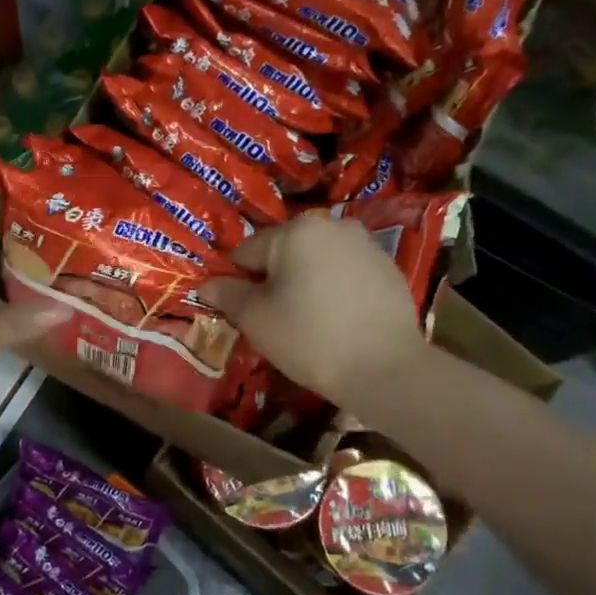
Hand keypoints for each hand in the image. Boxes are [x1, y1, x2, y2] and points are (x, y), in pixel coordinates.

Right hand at [200, 211, 428, 405]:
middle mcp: (332, 226)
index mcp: (295, 230)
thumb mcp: (256, 318)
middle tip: (275, 320)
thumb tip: (206, 284)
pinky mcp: (389, 268)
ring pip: (317, 262)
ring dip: (306, 283)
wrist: (385, 368)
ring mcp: (366, 245)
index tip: (244, 313)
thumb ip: (227, 294)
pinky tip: (339, 322)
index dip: (239, 283)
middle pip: (284, 253)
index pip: (247, 252)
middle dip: (275, 281)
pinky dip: (336, 291)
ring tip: (309, 323)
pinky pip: (346, 274)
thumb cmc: (309, 337)